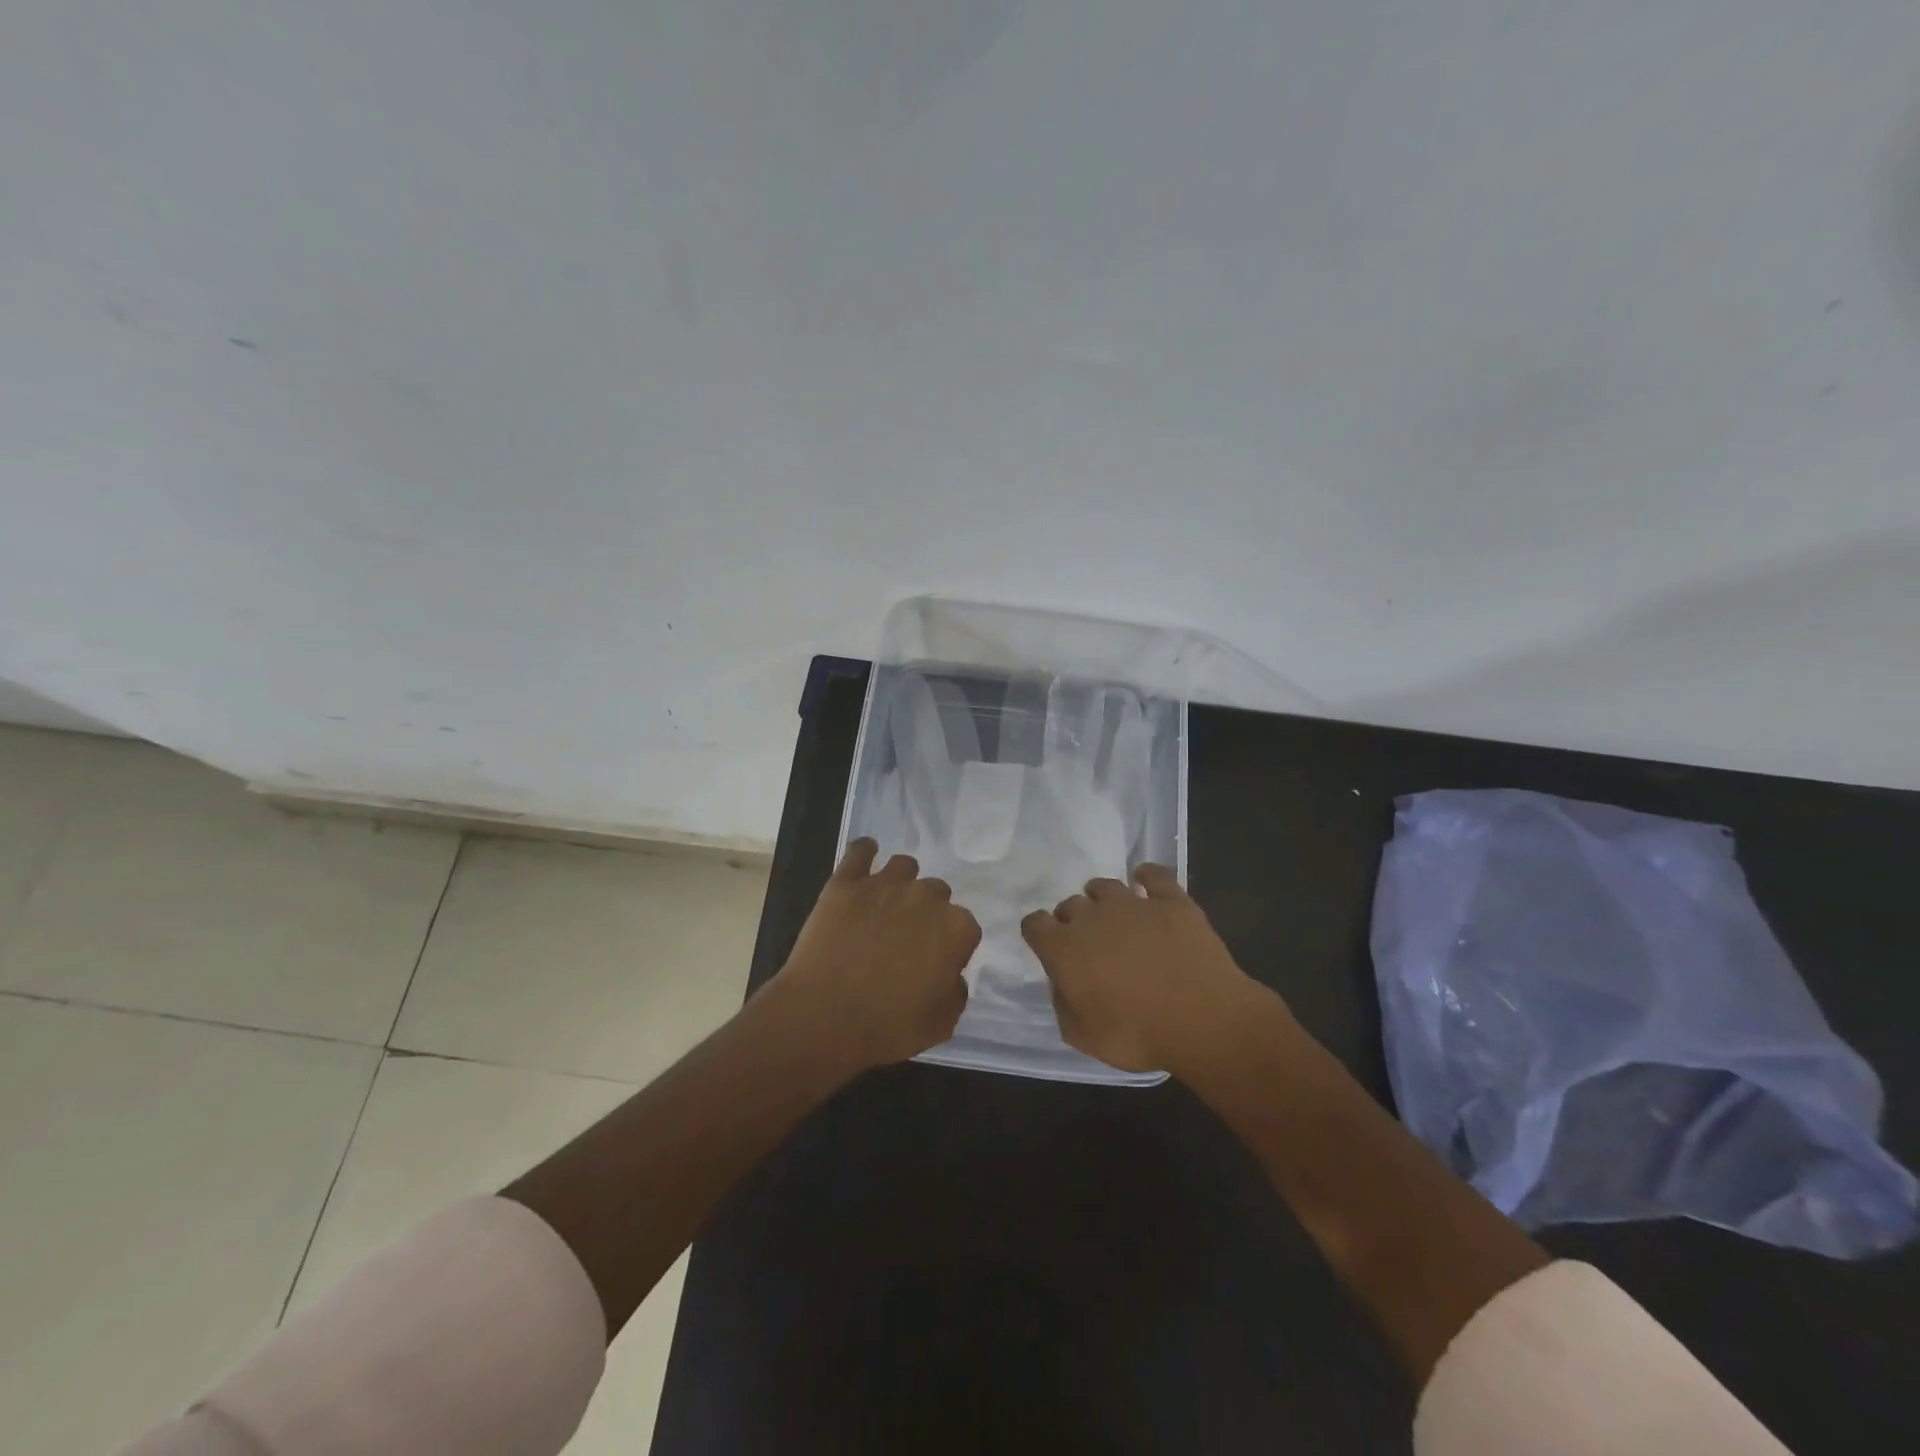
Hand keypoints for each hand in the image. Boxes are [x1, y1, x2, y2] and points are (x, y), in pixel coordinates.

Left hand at [770, 838, 980, 1074]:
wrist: (823, 1018)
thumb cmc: (888, 1027)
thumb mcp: (941, 1024)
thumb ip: (956, 991)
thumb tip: (951, 974)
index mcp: (956, 928)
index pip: (965, 927)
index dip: (951, 946)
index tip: (936, 963)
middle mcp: (926, 896)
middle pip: (936, 893)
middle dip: (927, 912)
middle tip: (907, 939)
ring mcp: (884, 884)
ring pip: (904, 866)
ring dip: (901, 883)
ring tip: (885, 905)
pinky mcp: (846, 882)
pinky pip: (860, 850)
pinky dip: (864, 852)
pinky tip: (864, 859)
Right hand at [1020, 865, 1273, 1075]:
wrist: (1203, 1020)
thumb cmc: (1138, 1035)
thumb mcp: (1083, 1038)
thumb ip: (1064, 1005)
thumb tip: (1063, 983)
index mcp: (1064, 949)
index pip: (1034, 924)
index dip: (1039, 934)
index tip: (1050, 948)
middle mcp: (1092, 917)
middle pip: (1070, 905)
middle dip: (1074, 921)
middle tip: (1090, 945)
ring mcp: (1132, 903)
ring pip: (1104, 886)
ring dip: (1102, 898)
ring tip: (1115, 916)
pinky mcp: (1170, 900)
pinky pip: (1153, 874)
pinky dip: (1146, 876)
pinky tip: (1146, 883)